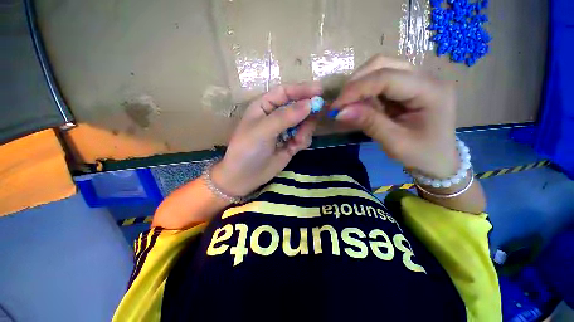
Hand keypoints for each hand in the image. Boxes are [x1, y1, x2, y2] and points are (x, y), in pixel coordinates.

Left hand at [212, 83, 322, 196]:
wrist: (245, 177)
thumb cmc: (247, 149)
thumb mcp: (263, 130)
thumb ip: (286, 117)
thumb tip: (310, 103)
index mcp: (265, 106)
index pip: (285, 92)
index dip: (302, 89)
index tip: (320, 90)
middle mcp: (276, 116)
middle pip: (298, 107)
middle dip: (307, 112)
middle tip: (316, 117)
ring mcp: (284, 131)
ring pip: (304, 123)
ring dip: (305, 129)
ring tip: (297, 140)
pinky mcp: (291, 144)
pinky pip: (304, 137)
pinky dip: (303, 140)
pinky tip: (295, 147)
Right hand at [331, 54, 458, 178]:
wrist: (439, 160)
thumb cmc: (422, 155)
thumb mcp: (395, 143)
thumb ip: (369, 123)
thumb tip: (340, 112)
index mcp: (430, 91)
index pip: (387, 78)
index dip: (357, 88)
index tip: (336, 106)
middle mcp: (426, 77)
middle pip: (384, 64)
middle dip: (356, 82)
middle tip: (341, 104)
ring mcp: (417, 79)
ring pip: (381, 68)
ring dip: (359, 84)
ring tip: (348, 105)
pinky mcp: (408, 86)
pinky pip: (381, 80)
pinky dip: (365, 91)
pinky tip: (359, 104)